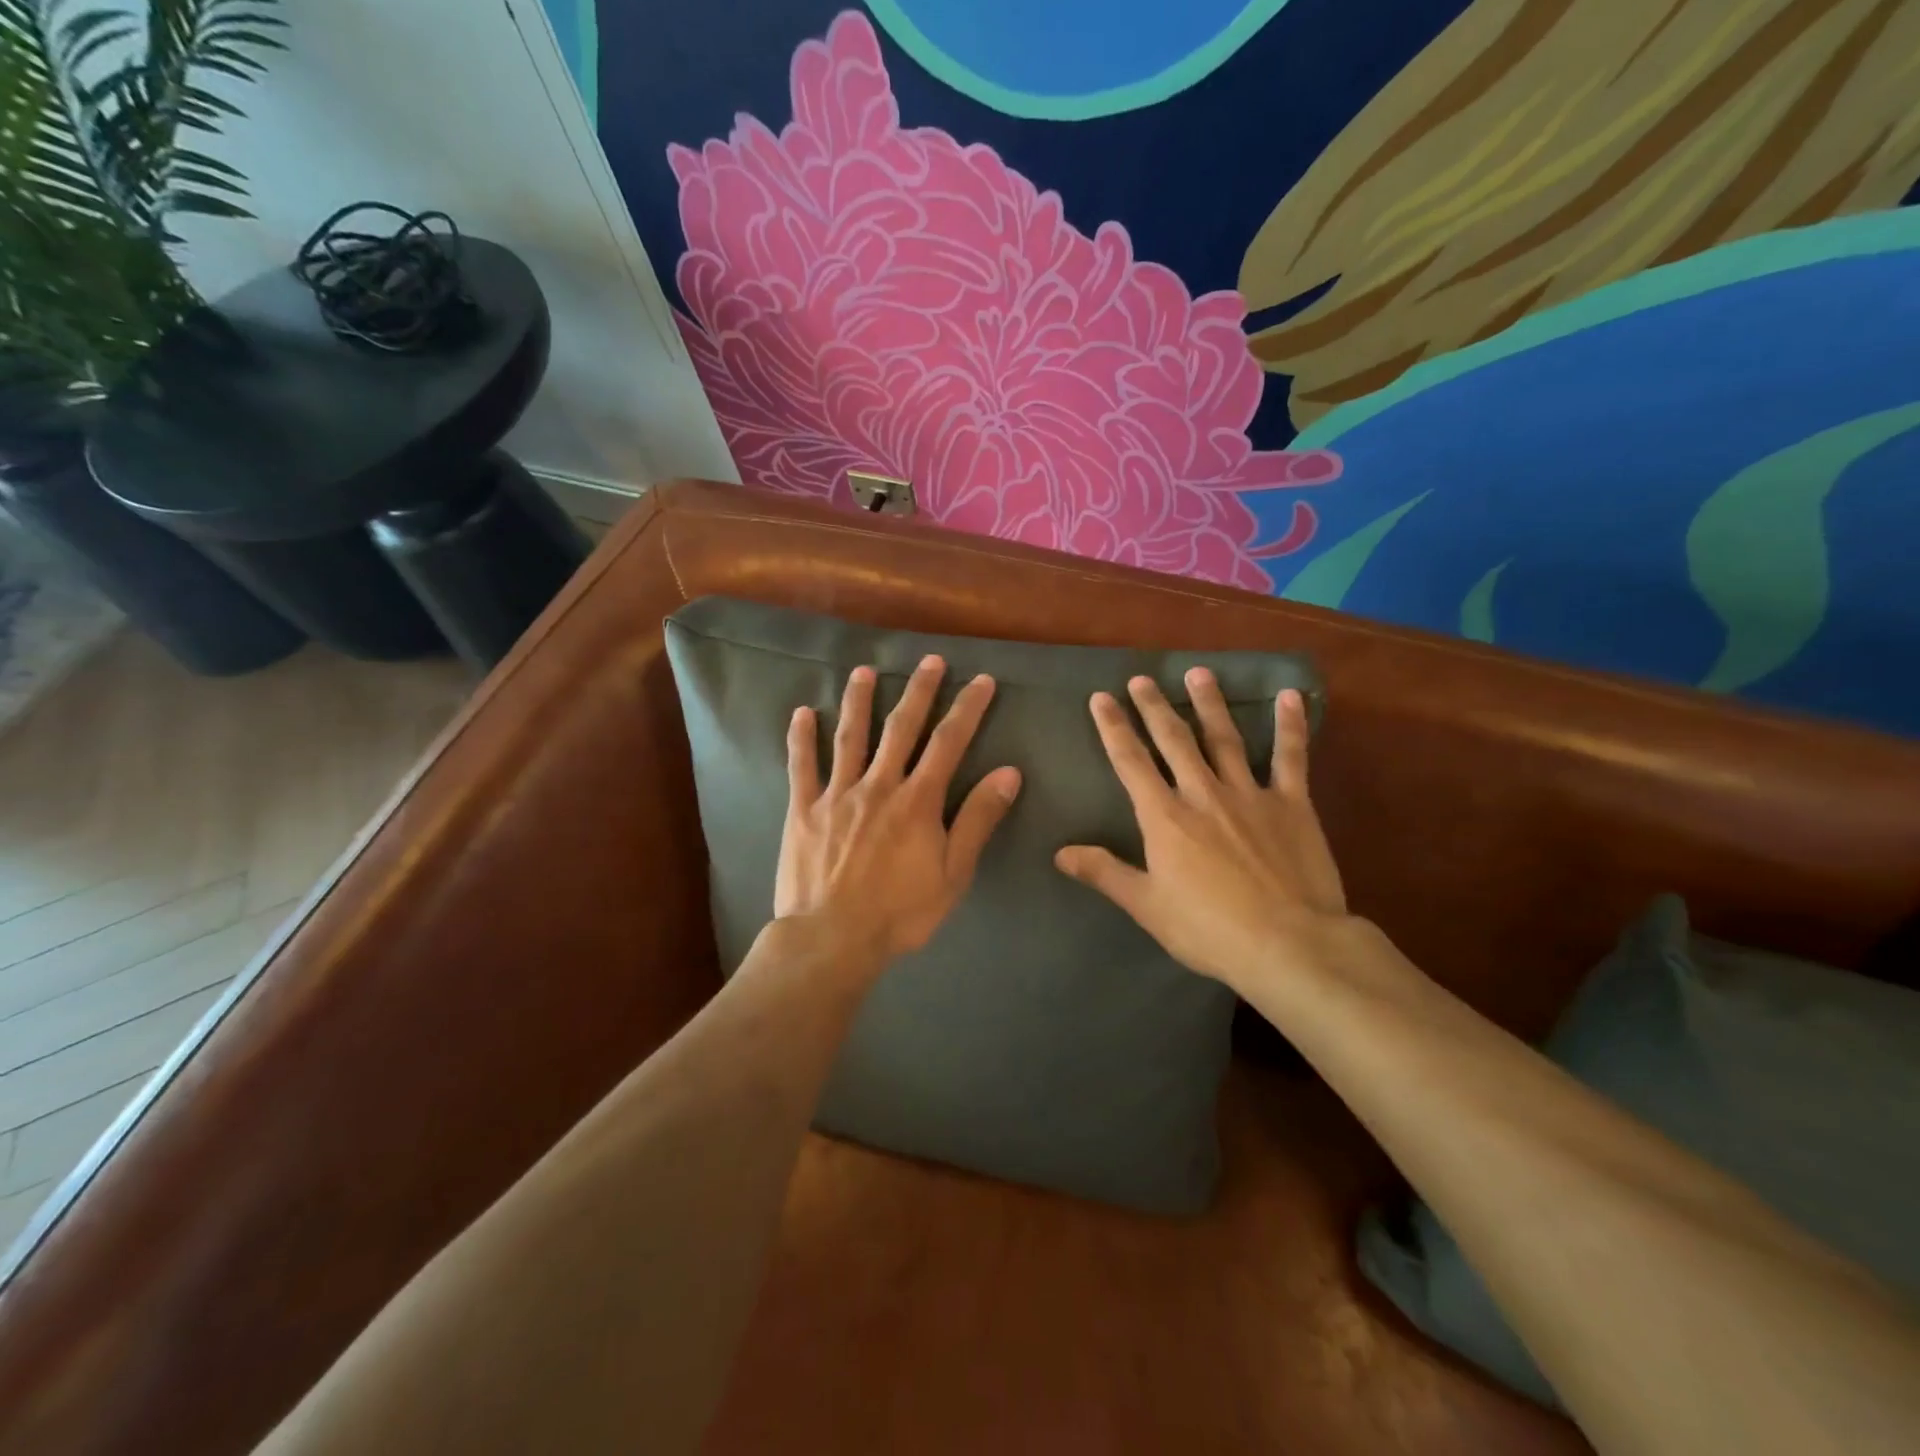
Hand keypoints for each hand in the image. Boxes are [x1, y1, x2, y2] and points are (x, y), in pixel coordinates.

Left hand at [775, 655, 1021, 974]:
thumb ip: (977, 821)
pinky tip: (802, 713)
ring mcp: (837, 794)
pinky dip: (801, 738)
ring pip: (850, 737)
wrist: (832, 938)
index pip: (949, 743)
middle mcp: (878, 785)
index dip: (967, 709)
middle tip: (930, 660)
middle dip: (919, 691)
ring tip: (864, 671)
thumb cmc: (900, 913)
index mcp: (917, 801)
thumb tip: (1007, 773)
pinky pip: (801, 766)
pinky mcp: (803, 810)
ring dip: (858, 701)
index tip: (981, 681)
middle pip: (901, 728)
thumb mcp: (953, 874)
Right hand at [1054, 671, 1347, 992]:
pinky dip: (1290, 726)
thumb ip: (1105, 873)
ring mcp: (1250, 794)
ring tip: (1198, 672)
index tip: (1101, 698)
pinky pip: (1290, 757)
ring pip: (1224, 739)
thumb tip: (1060, 853)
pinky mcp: (1292, 804)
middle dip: (1154, 707)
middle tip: (1142, 678)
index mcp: (1165, 818)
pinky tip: (1289, 696)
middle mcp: (1203, 794)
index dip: (1114, 729)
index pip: (1131, 763)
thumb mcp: (1147, 906)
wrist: (1289, 944)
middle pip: (1174, 741)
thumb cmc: (1209, 929)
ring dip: (1209, 704)